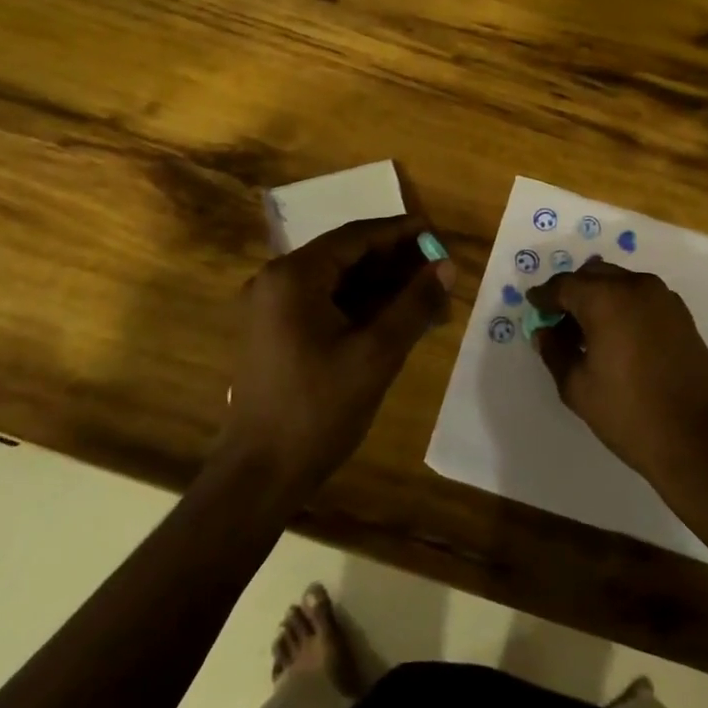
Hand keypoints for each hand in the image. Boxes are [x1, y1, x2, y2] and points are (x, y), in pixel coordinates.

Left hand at [223, 215, 454, 494]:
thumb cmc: (318, 409)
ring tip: (429, 299)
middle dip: (396, 264)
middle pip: (347, 257)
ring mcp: (273, 308)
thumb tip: (447, 266)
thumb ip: (414, 304)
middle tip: (440, 270)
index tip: (438, 233)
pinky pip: (326, 305)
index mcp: (294, 276)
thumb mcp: (377, 354)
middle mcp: (277, 281)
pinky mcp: (277, 333)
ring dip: (383, 288)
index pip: (356, 237)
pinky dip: (362, 308)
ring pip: (339, 283)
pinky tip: (399, 320)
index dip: (401, 233)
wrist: (260, 474)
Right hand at [526, 259, 707, 482]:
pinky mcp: (682, 315)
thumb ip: (555, 352)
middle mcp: (636, 287)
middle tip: (557, 320)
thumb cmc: (629, 414)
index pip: (565, 285)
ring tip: (586, 332)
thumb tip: (545, 332)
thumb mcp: (578, 387)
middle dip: (572, 292)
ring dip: (599, 297)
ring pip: (620, 282)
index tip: (533, 306)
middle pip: (594, 275)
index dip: (544, 296)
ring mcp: (664, 299)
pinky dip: (623, 305)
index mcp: (606, 299)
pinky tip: (616, 336)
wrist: (699, 440)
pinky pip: (642, 297)